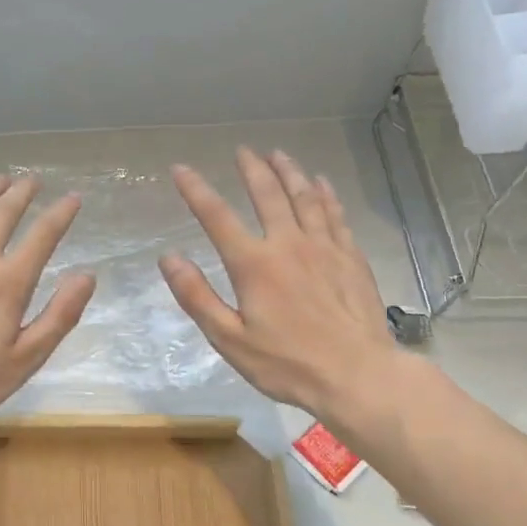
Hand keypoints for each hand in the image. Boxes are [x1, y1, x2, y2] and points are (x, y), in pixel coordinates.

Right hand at [160, 148, 399, 420]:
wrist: (358, 375)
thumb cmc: (288, 364)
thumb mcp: (229, 339)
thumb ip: (197, 297)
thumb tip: (168, 258)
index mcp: (254, 264)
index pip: (217, 217)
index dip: (195, 190)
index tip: (180, 169)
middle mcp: (288, 244)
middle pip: (267, 194)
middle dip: (252, 169)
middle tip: (243, 150)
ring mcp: (325, 247)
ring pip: (305, 197)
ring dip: (289, 172)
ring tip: (278, 154)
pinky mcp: (351, 257)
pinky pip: (335, 214)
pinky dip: (325, 194)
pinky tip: (321, 183)